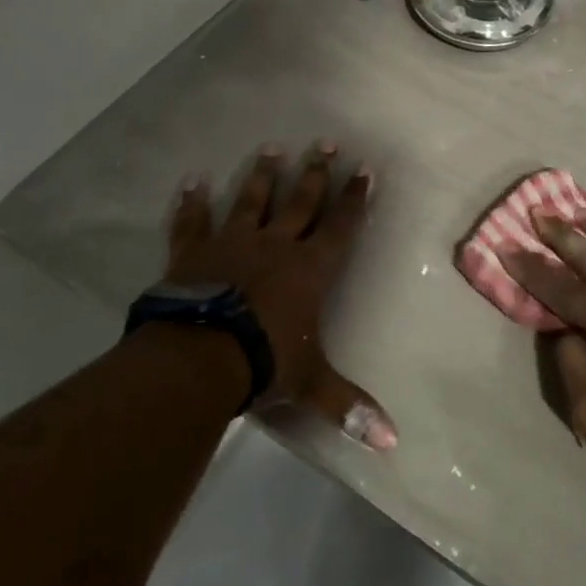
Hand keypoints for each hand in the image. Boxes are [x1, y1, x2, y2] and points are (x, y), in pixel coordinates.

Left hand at [168, 142, 396, 449]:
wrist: (199, 357)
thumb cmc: (264, 361)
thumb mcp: (311, 384)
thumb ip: (348, 406)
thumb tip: (392, 443)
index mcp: (310, 269)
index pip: (340, 226)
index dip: (354, 198)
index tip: (364, 169)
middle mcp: (276, 245)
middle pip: (301, 201)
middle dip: (316, 173)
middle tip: (326, 142)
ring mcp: (232, 243)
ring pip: (252, 200)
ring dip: (263, 175)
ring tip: (272, 147)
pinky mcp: (194, 251)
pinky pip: (193, 221)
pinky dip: (192, 202)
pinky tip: (192, 180)